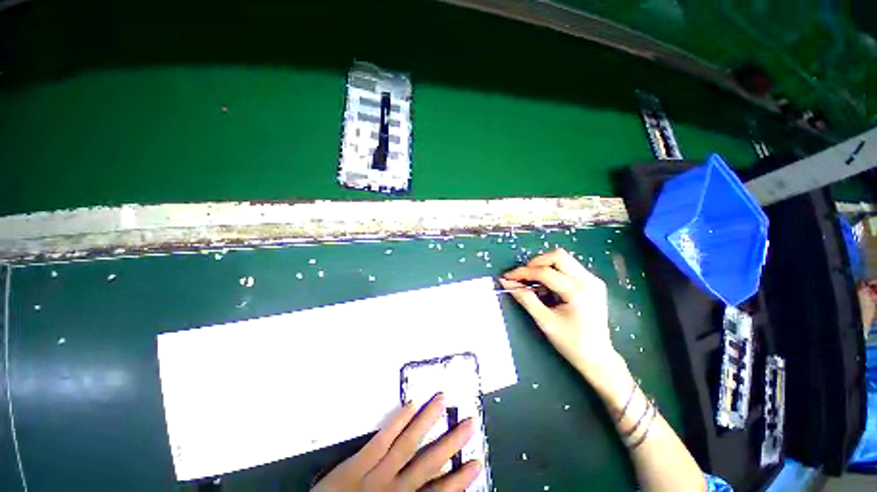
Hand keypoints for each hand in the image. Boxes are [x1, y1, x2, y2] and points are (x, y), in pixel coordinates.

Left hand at [313, 394, 481, 491]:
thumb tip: (434, 488)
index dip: (459, 479)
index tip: (476, 461)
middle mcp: (395, 490)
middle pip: (429, 463)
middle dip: (451, 442)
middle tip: (469, 421)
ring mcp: (375, 475)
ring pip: (408, 444)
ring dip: (428, 421)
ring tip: (443, 400)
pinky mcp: (355, 465)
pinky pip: (380, 441)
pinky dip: (397, 422)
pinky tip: (410, 404)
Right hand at [500, 249, 622, 380]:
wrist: (598, 357)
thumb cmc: (571, 343)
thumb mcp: (545, 321)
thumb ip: (526, 299)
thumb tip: (507, 283)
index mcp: (578, 292)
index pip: (544, 272)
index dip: (523, 273)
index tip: (508, 277)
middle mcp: (588, 280)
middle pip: (557, 256)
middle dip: (535, 263)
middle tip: (523, 276)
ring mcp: (593, 280)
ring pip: (563, 259)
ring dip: (544, 266)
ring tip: (533, 281)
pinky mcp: (592, 282)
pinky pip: (568, 267)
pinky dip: (553, 271)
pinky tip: (546, 286)